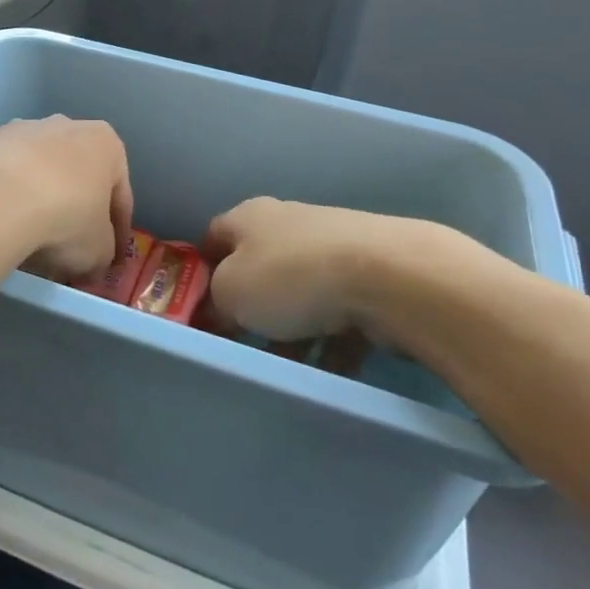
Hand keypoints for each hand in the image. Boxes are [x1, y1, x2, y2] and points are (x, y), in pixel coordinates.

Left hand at [0, 117, 132, 281]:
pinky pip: (4, 178)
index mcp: (105, 143)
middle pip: (76, 177)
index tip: (110, 259)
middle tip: (69, 250)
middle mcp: (65, 126)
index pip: (119, 194)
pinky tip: (0, 227)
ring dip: (38, 203)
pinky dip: (6, 200)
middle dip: (74, 212)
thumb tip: (92, 262)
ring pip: (38, 174)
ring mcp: (21, 130)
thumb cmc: (65, 217)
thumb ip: (102, 253)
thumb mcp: (98, 250)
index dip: (117, 232)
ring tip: (29, 242)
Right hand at [202, 196, 484, 348]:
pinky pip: (339, 314)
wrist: (389, 277)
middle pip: (259, 268)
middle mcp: (289, 223)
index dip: (202, 270)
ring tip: (288, 369)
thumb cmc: (291, 277)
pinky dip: (331, 342)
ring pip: (301, 295)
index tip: (200, 307)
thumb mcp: (230, 293)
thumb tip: (221, 308)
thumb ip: (215, 300)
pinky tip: (329, 371)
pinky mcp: (371, 276)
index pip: (214, 237)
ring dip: (291, 331)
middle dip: (251, 307)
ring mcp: (334, 248)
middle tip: (242, 343)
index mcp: (250, 217)